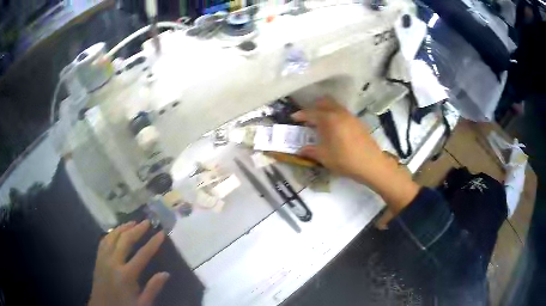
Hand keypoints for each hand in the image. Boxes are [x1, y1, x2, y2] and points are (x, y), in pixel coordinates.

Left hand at [88, 220, 168, 305]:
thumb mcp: (142, 303)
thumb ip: (153, 288)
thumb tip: (166, 273)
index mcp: (126, 275)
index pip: (142, 254)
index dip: (153, 243)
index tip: (161, 233)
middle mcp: (113, 262)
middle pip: (125, 240)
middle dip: (137, 229)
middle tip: (147, 221)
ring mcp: (103, 258)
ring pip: (113, 236)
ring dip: (123, 227)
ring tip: (133, 222)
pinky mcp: (98, 258)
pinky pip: (104, 240)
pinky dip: (112, 233)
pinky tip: (117, 231)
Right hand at [291, 96, 386, 183]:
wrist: (371, 163)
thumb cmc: (344, 160)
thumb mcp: (324, 157)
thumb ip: (310, 151)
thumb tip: (300, 150)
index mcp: (329, 119)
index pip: (311, 112)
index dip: (300, 115)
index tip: (293, 118)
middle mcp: (339, 113)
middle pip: (324, 102)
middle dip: (314, 107)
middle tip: (308, 117)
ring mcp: (350, 116)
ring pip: (335, 106)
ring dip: (325, 110)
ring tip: (321, 122)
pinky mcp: (358, 121)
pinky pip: (342, 112)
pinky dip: (335, 115)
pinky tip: (335, 128)